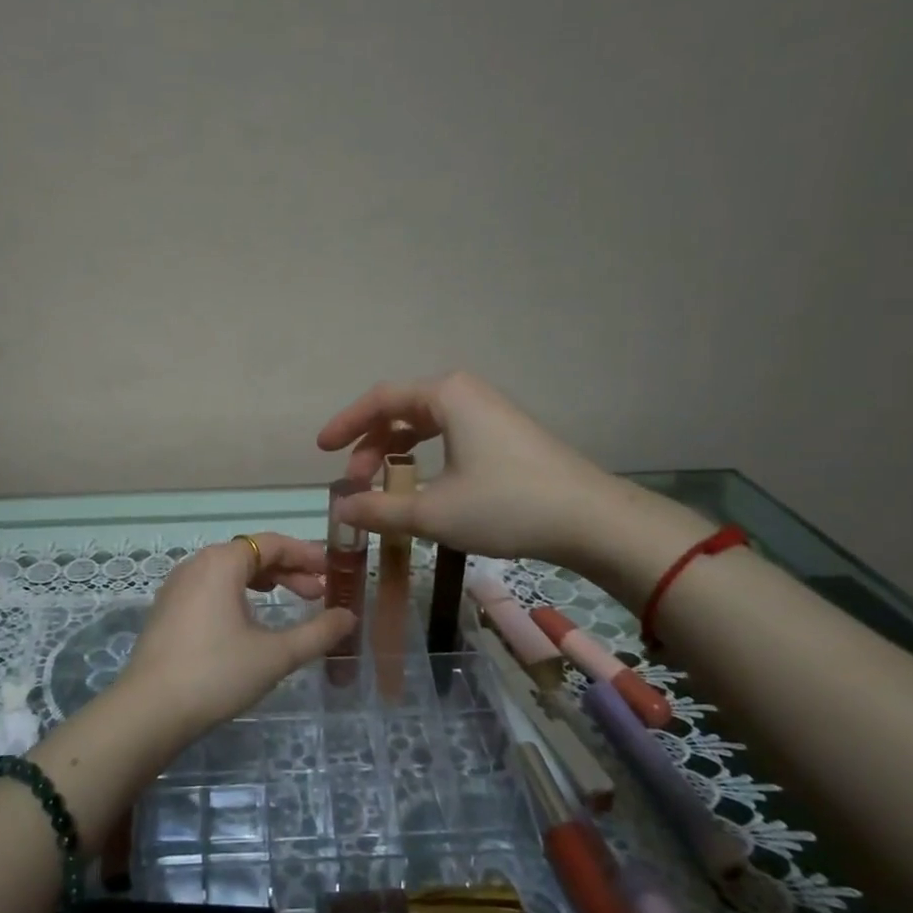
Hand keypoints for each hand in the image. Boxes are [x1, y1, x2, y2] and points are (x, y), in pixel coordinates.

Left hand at [110, 535, 355, 749]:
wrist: (149, 710)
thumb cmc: (217, 673)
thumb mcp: (275, 655)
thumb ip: (317, 633)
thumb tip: (349, 616)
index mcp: (222, 562)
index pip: (272, 543)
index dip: (306, 554)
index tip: (332, 571)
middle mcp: (197, 563)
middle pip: (251, 554)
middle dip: (288, 570)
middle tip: (318, 593)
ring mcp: (177, 585)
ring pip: (229, 571)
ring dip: (263, 581)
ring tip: (289, 599)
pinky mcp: (167, 609)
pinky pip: (211, 586)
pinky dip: (238, 593)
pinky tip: (249, 618)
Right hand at [317, 371, 626, 567]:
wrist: (591, 519)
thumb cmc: (506, 505)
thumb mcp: (433, 511)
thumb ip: (379, 510)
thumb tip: (340, 510)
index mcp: (445, 395)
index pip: (380, 400)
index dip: (345, 424)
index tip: (322, 450)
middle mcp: (465, 393)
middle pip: (401, 411)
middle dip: (371, 445)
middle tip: (355, 482)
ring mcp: (489, 413)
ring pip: (426, 425)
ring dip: (397, 453)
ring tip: (384, 488)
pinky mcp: (505, 435)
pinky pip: (449, 436)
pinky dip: (425, 457)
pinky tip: (424, 487)